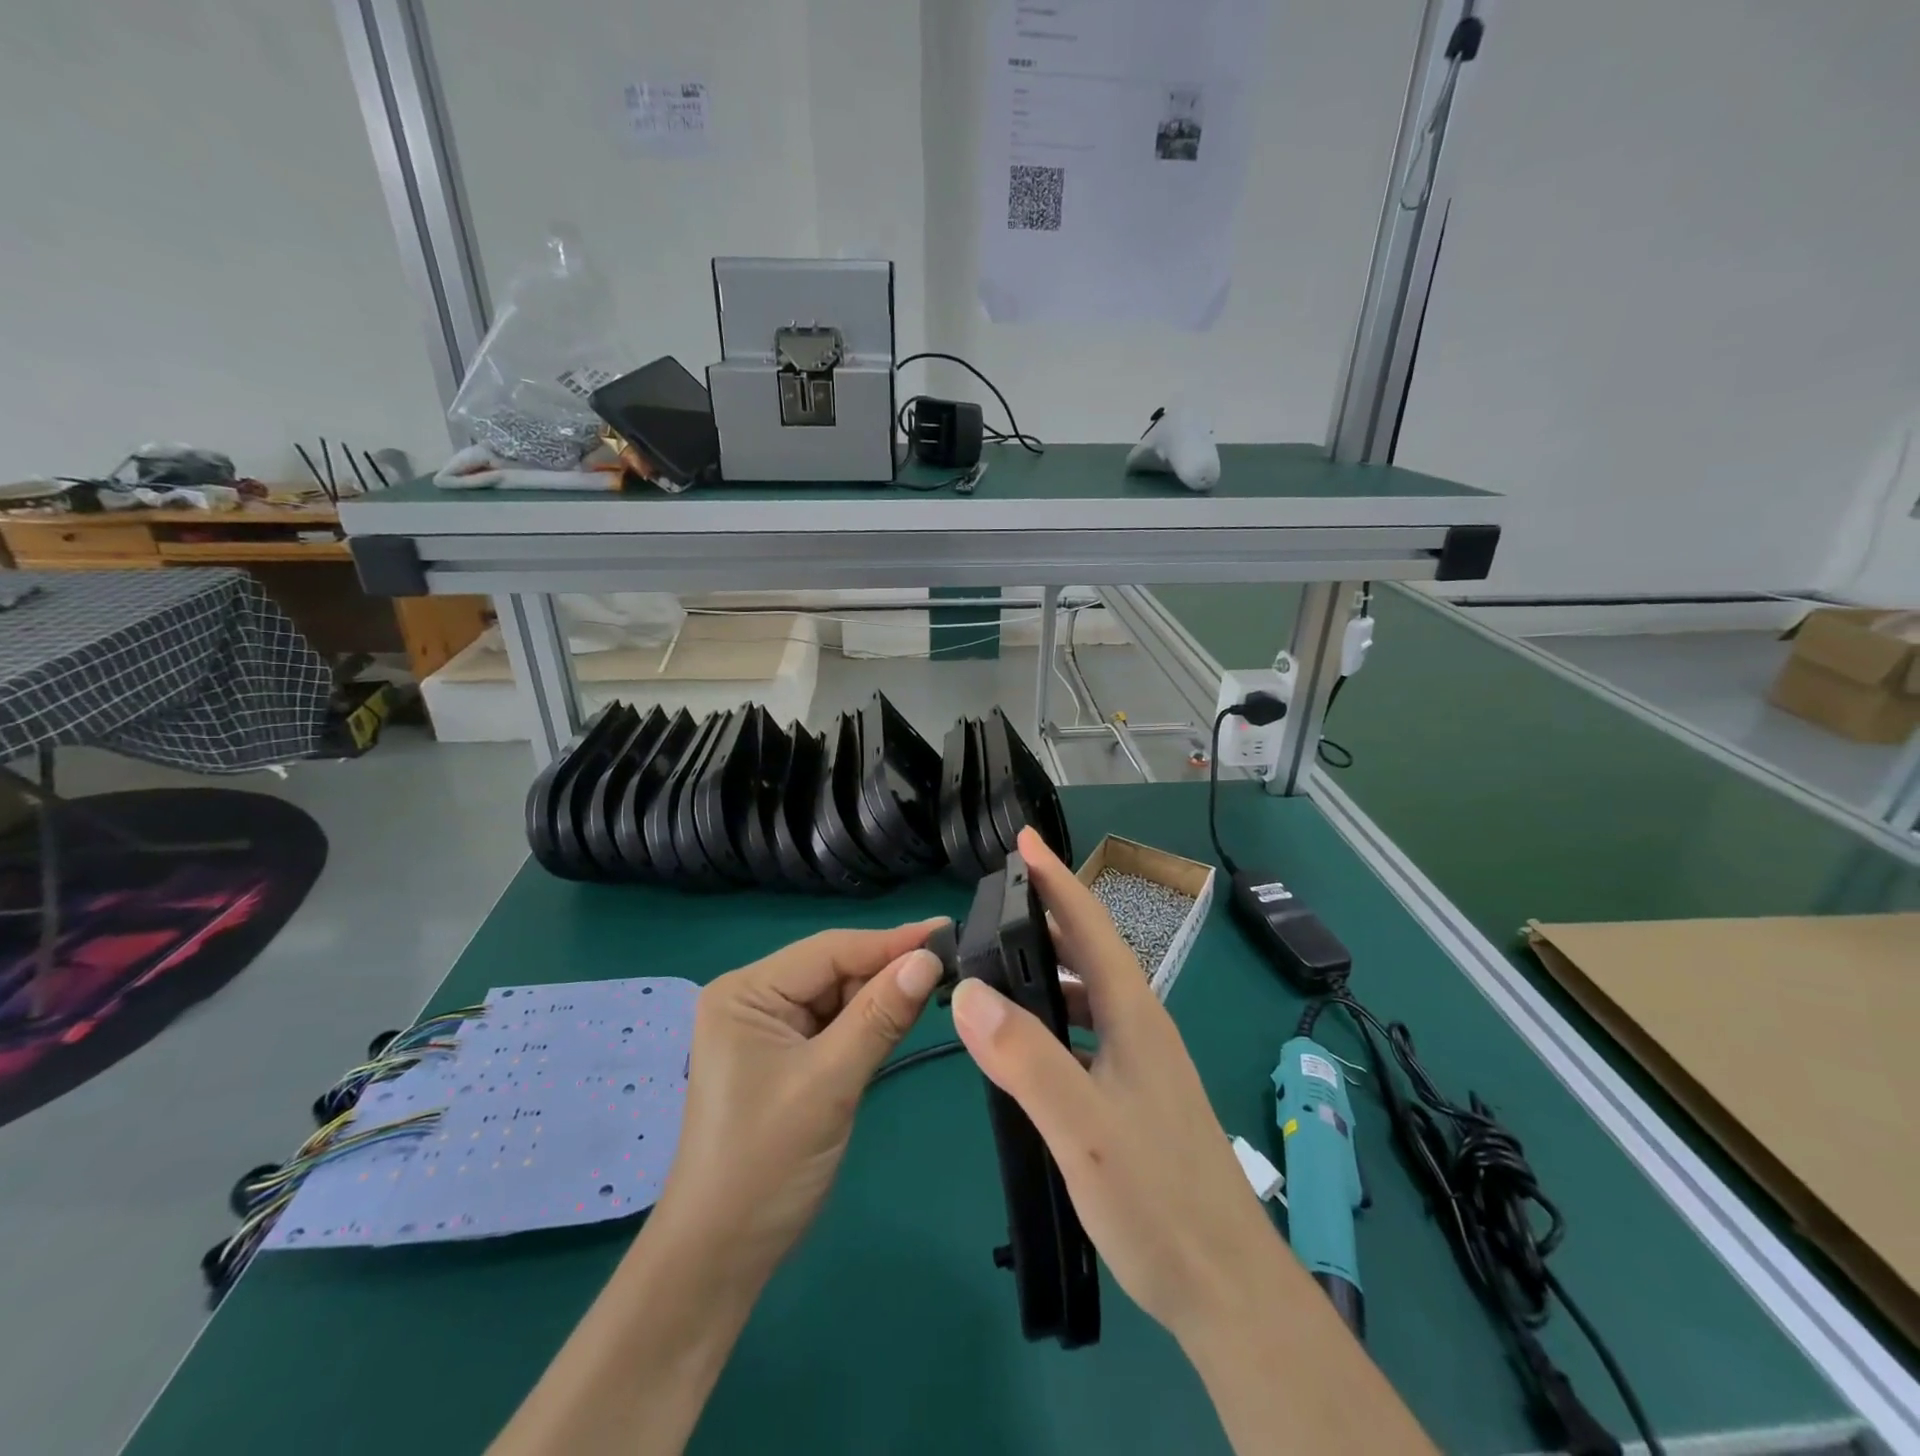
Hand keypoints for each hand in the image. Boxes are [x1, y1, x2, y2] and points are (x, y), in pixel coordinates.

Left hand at [651, 921, 945, 1276]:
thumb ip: (880, 1017)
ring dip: (881, 996)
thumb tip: (929, 960)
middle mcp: (754, 998)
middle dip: (887, 970)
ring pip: (839, 995)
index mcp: (746, 992)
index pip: (830, 950)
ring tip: (936, 985)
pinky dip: (868, 1023)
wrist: (720, 1257)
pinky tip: (901, 1017)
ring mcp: (768, 1028)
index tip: (947, 931)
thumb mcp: (829, 1083)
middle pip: (834, 968)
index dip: (890, 941)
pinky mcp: (785, 1055)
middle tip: (952, 965)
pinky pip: (835, 1024)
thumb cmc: (766, 1164)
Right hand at [949, 828, 1288, 1342]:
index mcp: (1134, 1015)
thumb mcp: (1082, 1128)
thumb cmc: (1157, 1201)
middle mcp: (1142, 1026)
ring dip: (1048, 970)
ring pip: (1090, 995)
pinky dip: (1054, 1018)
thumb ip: (1024, 1058)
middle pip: (1091, 952)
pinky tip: (1028, 1046)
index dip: (1056, 879)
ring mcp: (1143, 1063)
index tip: (1024, 840)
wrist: (1227, 1289)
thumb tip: (969, 990)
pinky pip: (1088, 1033)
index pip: (1090, 926)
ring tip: (999, 968)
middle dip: (1046, 916)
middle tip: (995, 901)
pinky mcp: (1138, 1096)